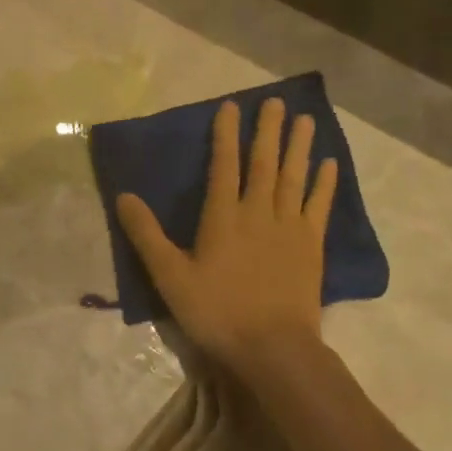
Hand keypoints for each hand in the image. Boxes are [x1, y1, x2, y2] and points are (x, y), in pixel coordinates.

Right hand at [116, 98, 338, 387]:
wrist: (274, 348)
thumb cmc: (216, 311)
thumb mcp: (169, 276)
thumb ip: (146, 235)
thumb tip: (123, 196)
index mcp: (223, 217)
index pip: (224, 165)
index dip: (226, 134)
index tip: (231, 106)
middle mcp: (258, 213)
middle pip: (263, 164)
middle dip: (268, 131)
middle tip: (276, 101)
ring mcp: (290, 228)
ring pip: (293, 178)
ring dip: (298, 147)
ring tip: (306, 120)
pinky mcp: (311, 247)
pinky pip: (319, 206)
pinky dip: (323, 184)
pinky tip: (328, 165)